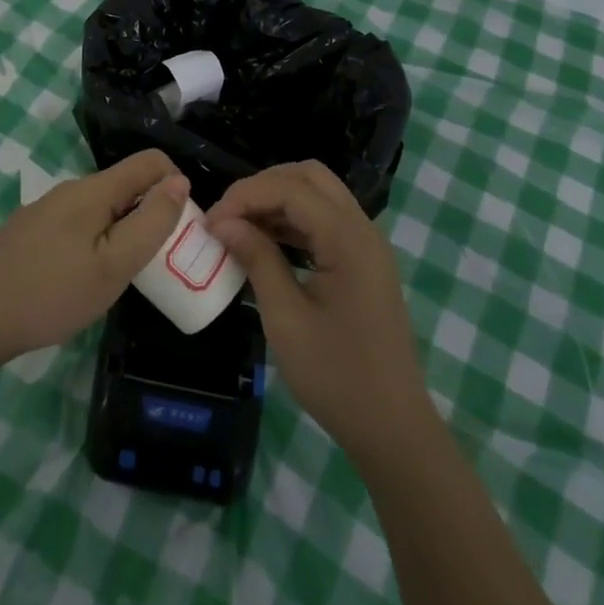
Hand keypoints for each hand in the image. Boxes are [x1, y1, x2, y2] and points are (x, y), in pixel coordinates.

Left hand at [0, 150, 188, 366]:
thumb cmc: (50, 294)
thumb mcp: (114, 266)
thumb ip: (151, 222)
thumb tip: (179, 181)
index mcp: (94, 190)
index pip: (150, 161)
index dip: (176, 185)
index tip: (180, 228)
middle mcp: (70, 189)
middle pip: (125, 184)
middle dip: (150, 212)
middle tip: (154, 262)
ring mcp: (46, 209)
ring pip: (101, 207)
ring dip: (122, 230)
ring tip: (120, 276)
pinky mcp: (30, 230)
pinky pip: (78, 223)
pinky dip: (95, 240)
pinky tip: (82, 279)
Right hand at [206, 162, 434, 463]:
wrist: (393, 428)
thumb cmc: (337, 377)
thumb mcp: (286, 318)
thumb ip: (257, 259)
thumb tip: (222, 222)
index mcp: (349, 240)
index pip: (291, 188)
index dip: (246, 195)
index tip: (210, 222)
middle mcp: (363, 229)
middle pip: (310, 177)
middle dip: (263, 186)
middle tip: (228, 215)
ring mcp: (367, 245)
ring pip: (319, 194)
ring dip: (278, 200)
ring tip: (239, 227)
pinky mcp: (364, 262)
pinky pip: (326, 220)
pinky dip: (294, 220)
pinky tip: (265, 242)